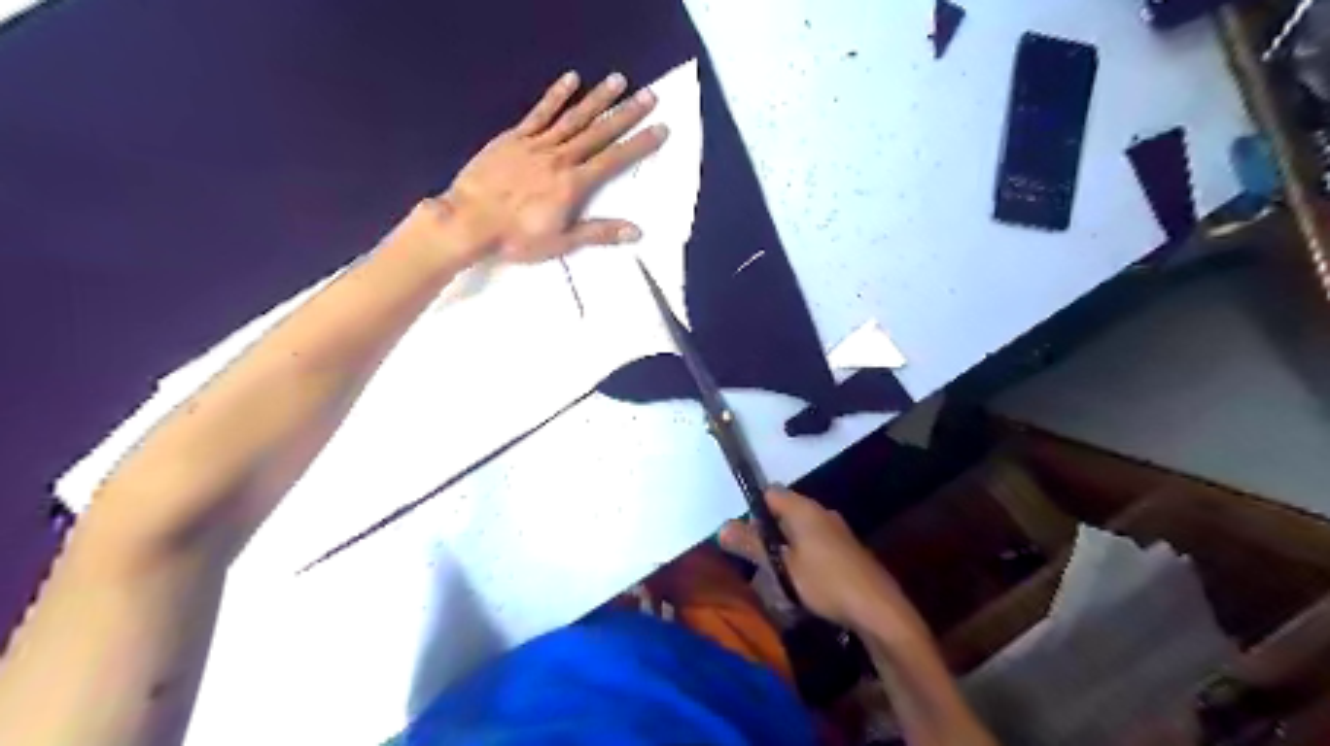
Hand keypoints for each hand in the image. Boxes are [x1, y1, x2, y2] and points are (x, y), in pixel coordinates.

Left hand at [419, 70, 669, 265]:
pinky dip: (556, 96)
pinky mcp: (514, 138)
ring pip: (573, 117)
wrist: (469, 221)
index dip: (639, 144)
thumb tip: (637, 231)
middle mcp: (560, 158)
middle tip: (649, 95)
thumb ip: (599, 232)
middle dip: (626, 113)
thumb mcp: (561, 242)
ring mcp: (536, 144)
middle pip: (599, 132)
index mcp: (573, 184)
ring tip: (618, 81)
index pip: (614, 160)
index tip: (660, 128)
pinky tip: (571, 80)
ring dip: (598, 99)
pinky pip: (540, 113)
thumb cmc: (516, 238)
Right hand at [724, 490, 919, 636]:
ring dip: (784, 549)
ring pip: (799, 531)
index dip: (753, 510)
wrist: (878, 609)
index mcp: (804, 509)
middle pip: (784, 513)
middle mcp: (821, 512)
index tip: (743, 536)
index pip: (770, 493)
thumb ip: (752, 545)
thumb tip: (721, 528)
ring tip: (775, 576)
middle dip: (767, 533)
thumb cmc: (826, 582)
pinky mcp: (846, 550)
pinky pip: (815, 545)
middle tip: (756, 560)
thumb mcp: (782, 566)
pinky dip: (802, 558)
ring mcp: (836, 531)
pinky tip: (801, 584)